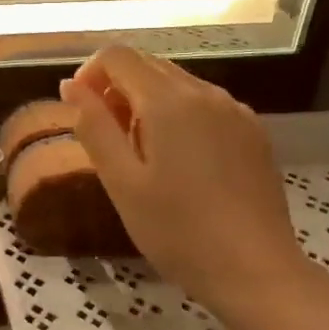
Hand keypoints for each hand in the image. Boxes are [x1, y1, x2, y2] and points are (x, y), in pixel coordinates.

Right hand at [60, 48, 304, 309]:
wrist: (257, 273)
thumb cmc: (178, 231)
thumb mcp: (121, 182)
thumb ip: (93, 126)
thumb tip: (70, 85)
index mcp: (168, 101)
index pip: (117, 56)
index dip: (89, 73)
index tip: (82, 112)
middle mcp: (204, 92)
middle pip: (148, 65)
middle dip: (117, 88)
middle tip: (109, 139)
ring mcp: (235, 110)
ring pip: (177, 83)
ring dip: (147, 101)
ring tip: (142, 153)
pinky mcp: (253, 132)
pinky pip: (205, 104)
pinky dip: (179, 114)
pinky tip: (181, 161)